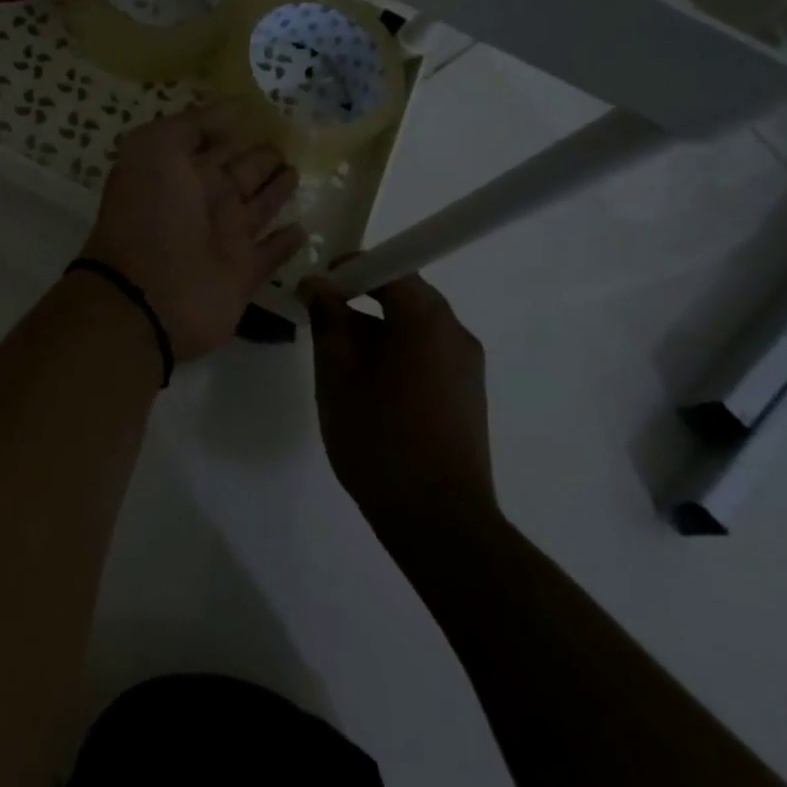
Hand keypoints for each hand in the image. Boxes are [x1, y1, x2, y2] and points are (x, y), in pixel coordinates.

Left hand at [81, 100, 306, 362]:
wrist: (146, 296)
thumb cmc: (149, 214)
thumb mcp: (155, 149)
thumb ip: (192, 126)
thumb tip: (233, 109)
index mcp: (181, 172)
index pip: (214, 144)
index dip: (233, 129)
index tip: (265, 111)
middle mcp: (204, 202)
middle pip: (240, 173)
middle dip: (261, 158)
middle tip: (291, 141)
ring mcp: (224, 240)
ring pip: (257, 209)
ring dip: (276, 192)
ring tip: (297, 171)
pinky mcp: (243, 276)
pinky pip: (270, 254)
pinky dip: (285, 244)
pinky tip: (302, 228)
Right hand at [299, 273, 496, 532]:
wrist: (439, 521)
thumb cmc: (379, 438)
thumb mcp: (337, 374)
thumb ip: (327, 319)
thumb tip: (317, 284)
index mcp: (426, 319)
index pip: (389, 266)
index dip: (350, 268)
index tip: (318, 287)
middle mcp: (455, 332)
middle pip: (405, 295)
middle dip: (361, 301)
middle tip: (323, 325)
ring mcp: (467, 365)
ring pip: (415, 327)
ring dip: (377, 331)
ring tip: (342, 366)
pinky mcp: (468, 394)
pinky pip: (427, 354)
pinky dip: (397, 355)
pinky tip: (371, 392)